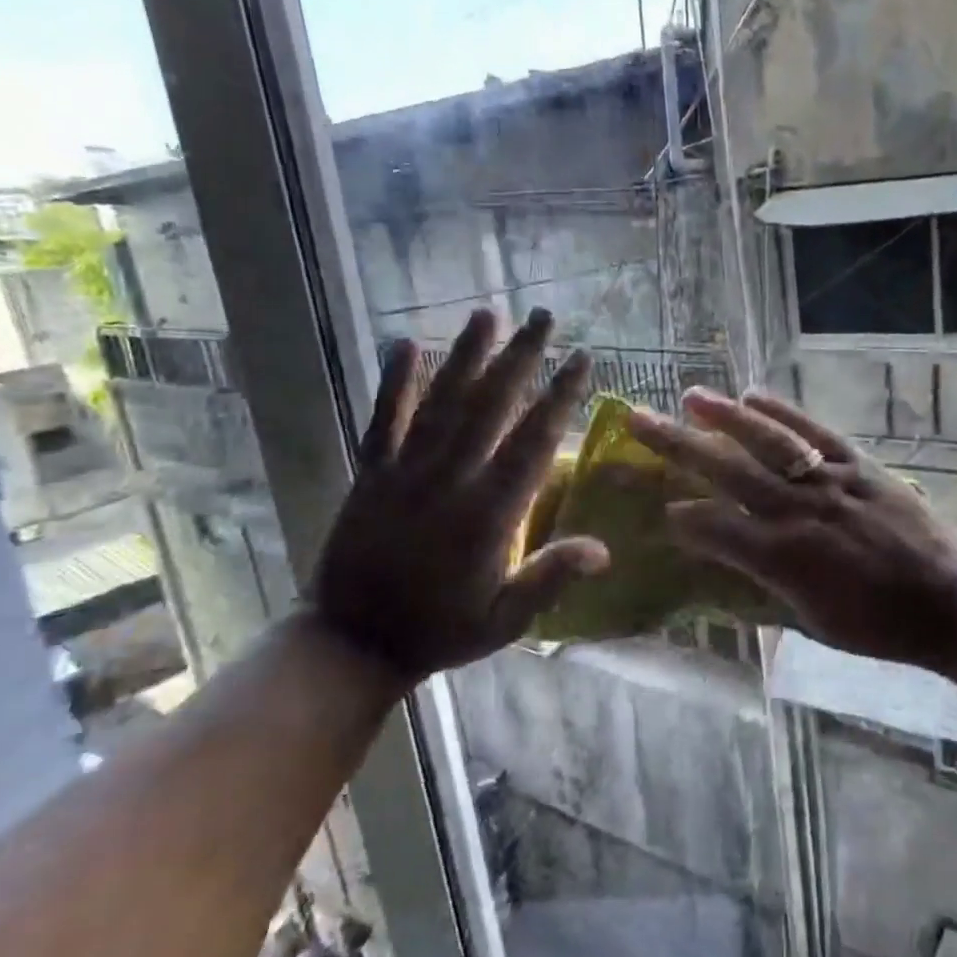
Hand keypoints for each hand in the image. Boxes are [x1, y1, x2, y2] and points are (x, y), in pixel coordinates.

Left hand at [313, 310, 609, 683]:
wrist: (352, 642)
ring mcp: (405, 472)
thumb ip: (550, 578)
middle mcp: (449, 480)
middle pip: (490, 406)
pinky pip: (383, 420)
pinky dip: (394, 382)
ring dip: (466, 355)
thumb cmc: (440, 630)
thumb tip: (604, 549)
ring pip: (442, 402)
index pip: (533, 441)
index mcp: (488, 514)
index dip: (560, 396)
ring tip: (487, 314)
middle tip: (544, 317)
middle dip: (521, 357)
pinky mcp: (371, 474)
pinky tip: (404, 344)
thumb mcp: (505, 620)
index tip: (580, 359)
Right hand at [627, 389, 956, 673]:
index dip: (681, 517)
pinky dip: (783, 412)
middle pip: (726, 471)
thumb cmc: (878, 624)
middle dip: (677, 446)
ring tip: (691, 397)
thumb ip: (766, 585)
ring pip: (767, 441)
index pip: (713, 528)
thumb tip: (730, 559)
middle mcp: (796, 510)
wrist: (949, 599)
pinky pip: (813, 432)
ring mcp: (828, 481)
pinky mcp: (857, 465)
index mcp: (782, 557)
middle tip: (639, 420)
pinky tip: (754, 396)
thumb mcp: (812, 620)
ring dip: (725, 417)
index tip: (660, 508)